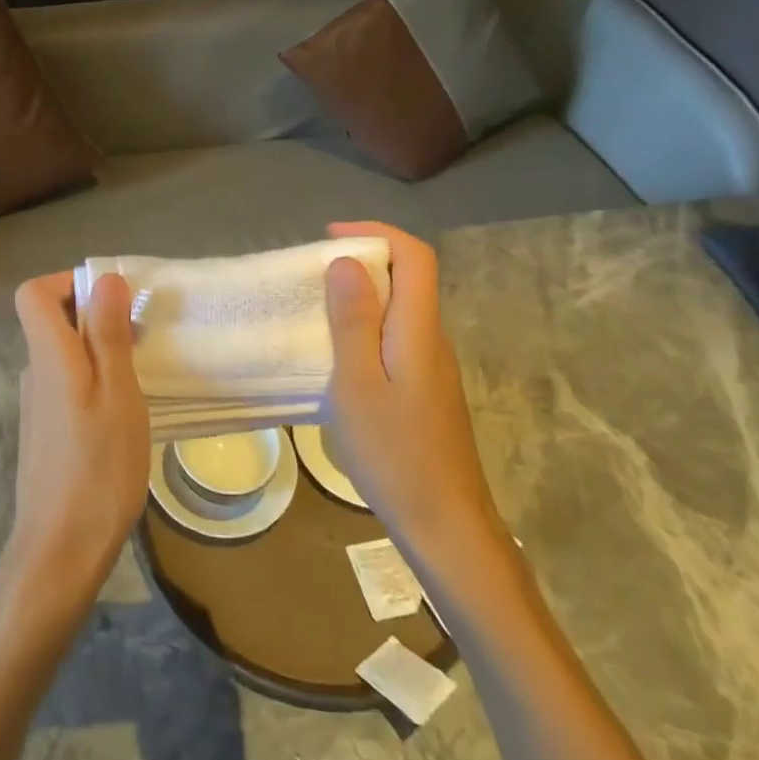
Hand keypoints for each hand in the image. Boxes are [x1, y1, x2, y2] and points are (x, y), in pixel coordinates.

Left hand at [1, 272, 149, 613]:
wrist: (60, 550)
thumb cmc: (97, 468)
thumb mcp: (117, 394)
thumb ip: (108, 334)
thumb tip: (105, 279)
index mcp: (49, 356)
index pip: (34, 293)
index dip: (69, 282)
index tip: (113, 300)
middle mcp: (35, 372)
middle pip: (52, 320)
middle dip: (96, 315)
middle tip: (141, 339)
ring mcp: (37, 404)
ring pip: (65, 354)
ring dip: (100, 350)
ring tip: (141, 376)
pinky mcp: (46, 431)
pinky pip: (68, 383)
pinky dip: (95, 380)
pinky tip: (123, 413)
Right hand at [323, 221, 508, 568]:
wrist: (446, 526)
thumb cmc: (395, 453)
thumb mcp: (358, 384)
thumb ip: (353, 320)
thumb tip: (346, 260)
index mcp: (419, 330)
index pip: (415, 256)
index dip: (376, 233)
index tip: (330, 237)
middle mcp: (433, 339)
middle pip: (409, 278)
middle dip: (362, 261)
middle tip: (312, 274)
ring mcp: (433, 367)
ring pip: (401, 310)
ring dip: (362, 296)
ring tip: (315, 309)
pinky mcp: (426, 391)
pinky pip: (396, 338)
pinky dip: (366, 328)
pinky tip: (337, 356)